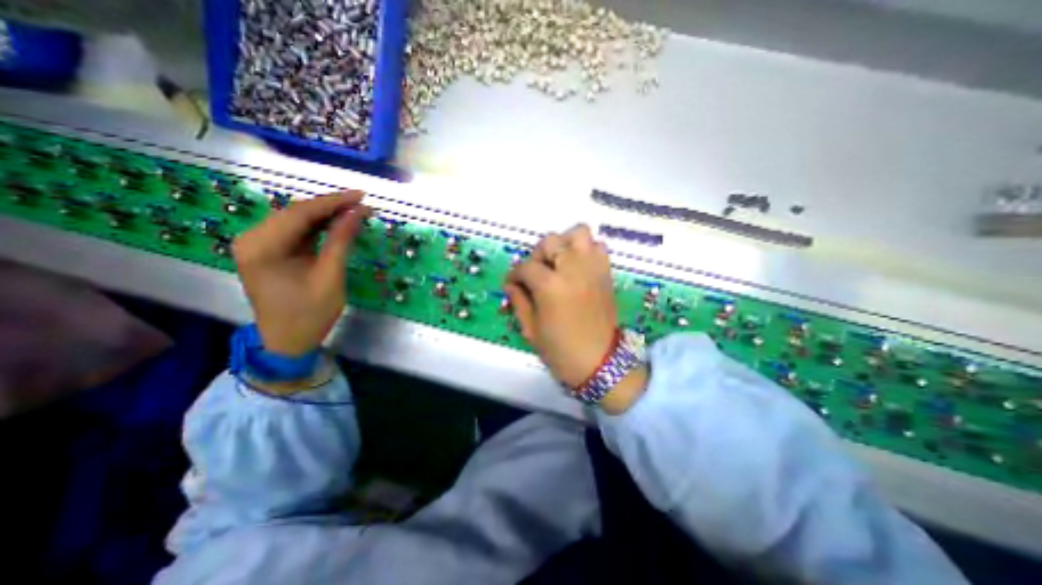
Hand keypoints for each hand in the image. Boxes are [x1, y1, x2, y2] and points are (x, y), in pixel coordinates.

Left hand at [235, 192, 369, 356]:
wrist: (287, 342)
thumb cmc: (310, 313)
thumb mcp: (330, 276)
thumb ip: (341, 241)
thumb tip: (358, 212)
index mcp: (262, 247)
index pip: (300, 213)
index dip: (334, 202)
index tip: (362, 196)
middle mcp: (252, 239)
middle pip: (295, 213)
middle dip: (331, 207)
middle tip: (362, 205)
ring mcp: (257, 245)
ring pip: (295, 220)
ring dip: (325, 216)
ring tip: (354, 212)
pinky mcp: (267, 252)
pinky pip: (294, 232)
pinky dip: (317, 227)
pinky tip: (336, 225)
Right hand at [504, 222, 644, 410]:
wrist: (601, 363)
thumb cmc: (561, 351)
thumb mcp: (530, 329)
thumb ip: (518, 300)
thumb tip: (511, 284)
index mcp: (550, 286)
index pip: (526, 267)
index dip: (514, 275)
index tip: (511, 284)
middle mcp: (573, 269)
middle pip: (551, 241)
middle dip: (538, 255)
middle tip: (537, 273)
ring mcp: (593, 268)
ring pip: (579, 233)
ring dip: (565, 244)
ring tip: (559, 263)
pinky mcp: (606, 273)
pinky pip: (598, 246)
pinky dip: (586, 250)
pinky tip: (577, 267)